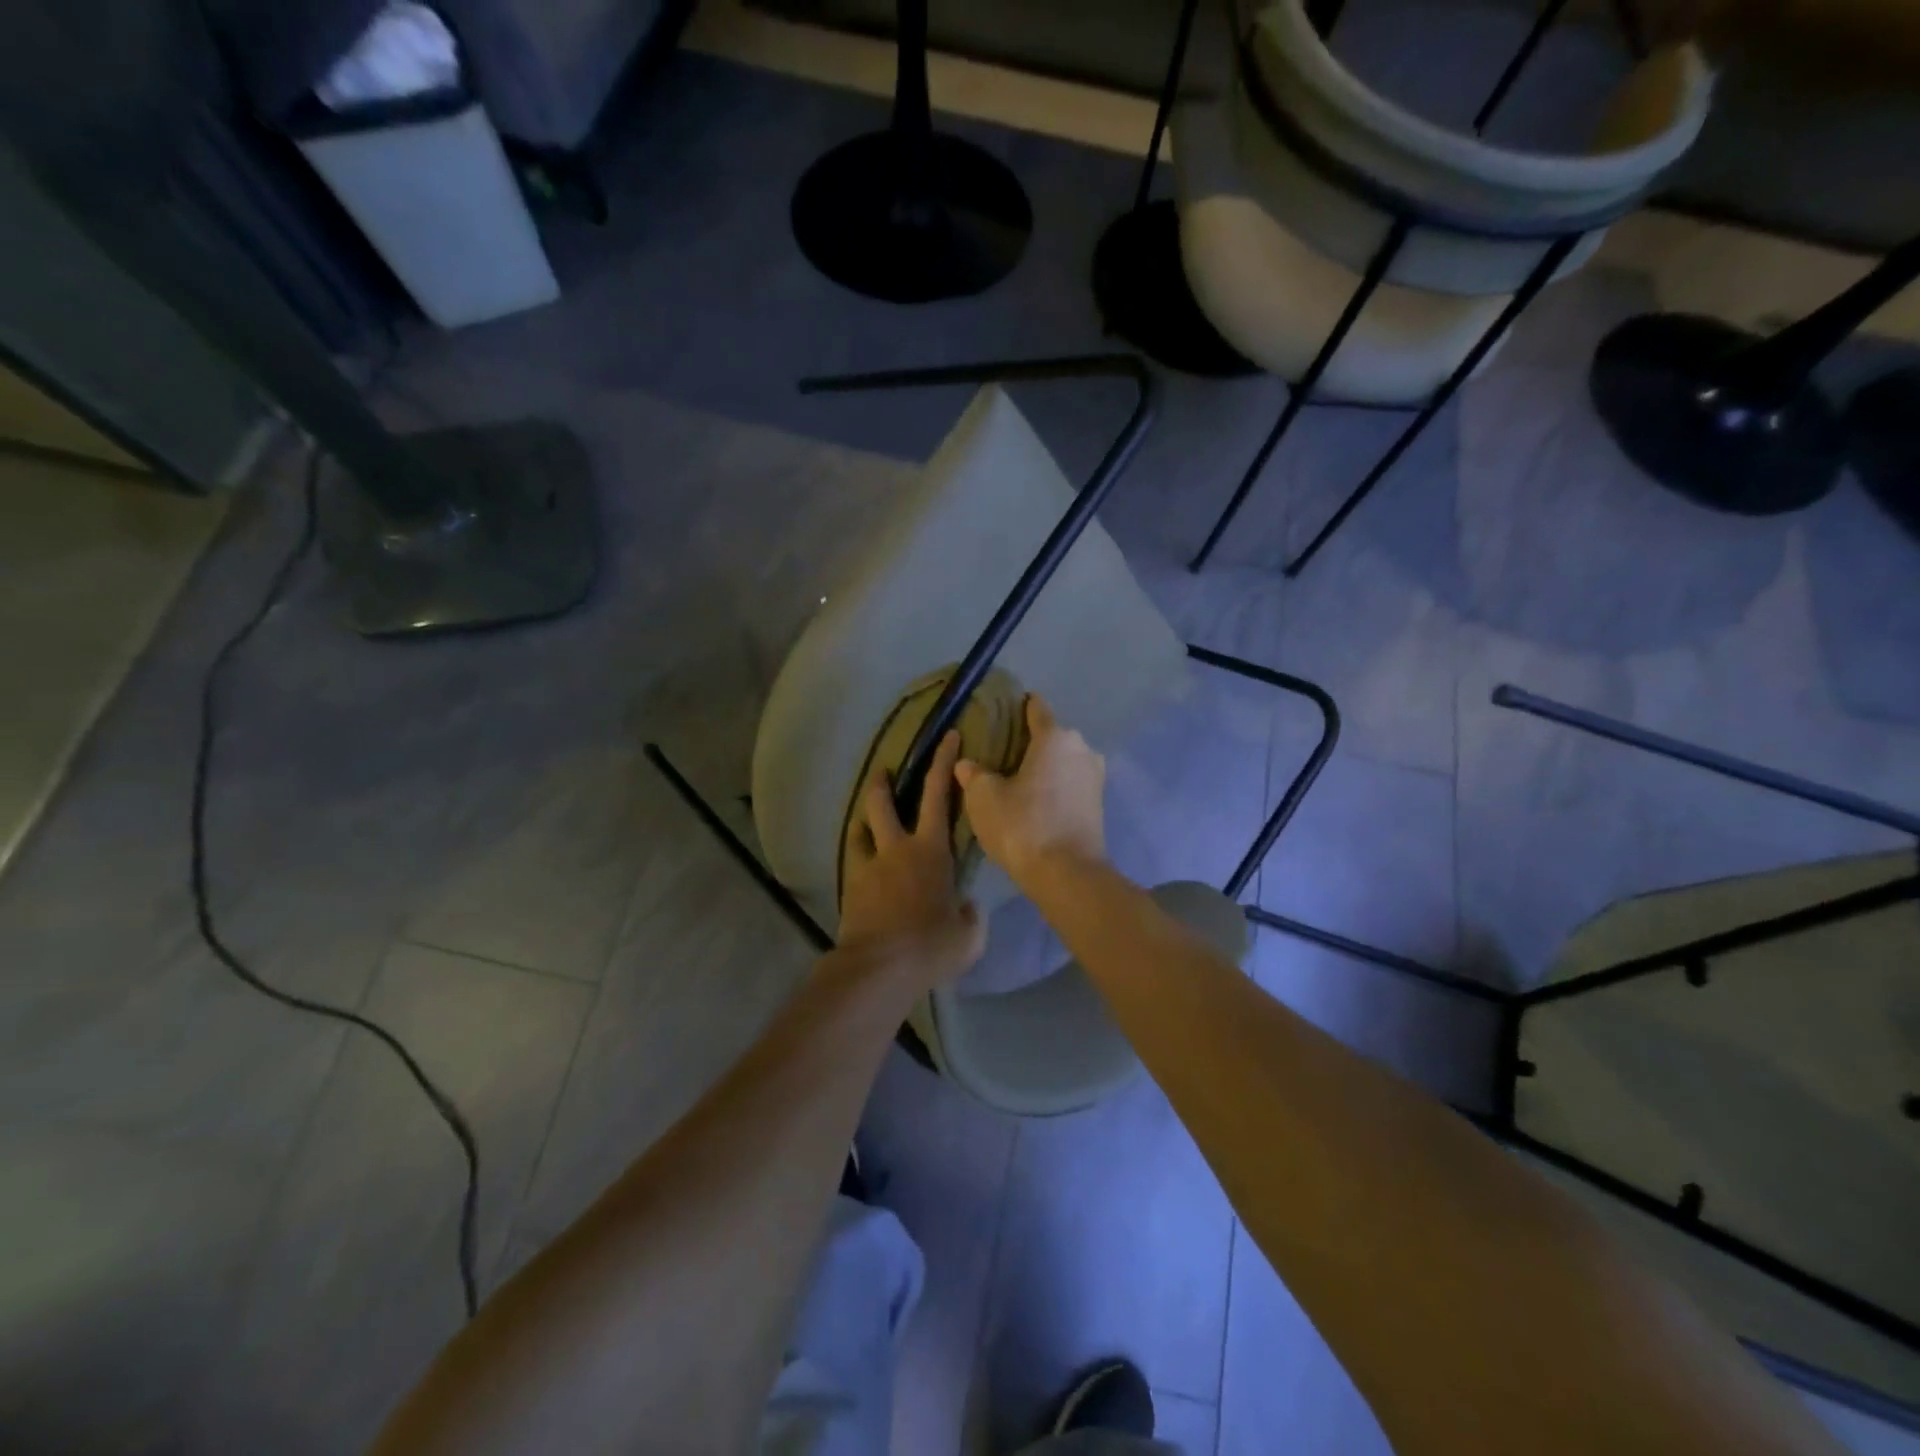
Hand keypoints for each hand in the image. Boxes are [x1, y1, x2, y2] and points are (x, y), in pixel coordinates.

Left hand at [837, 730, 985, 987]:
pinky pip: (853, 862)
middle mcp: (896, 849)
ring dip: (864, 818)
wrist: (879, 967)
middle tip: (885, 770)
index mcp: (931, 851)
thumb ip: (970, 915)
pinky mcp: (850, 888)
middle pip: (883, 802)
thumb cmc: (931, 945)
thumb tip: (965, 906)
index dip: (943, 762)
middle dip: (885, 781)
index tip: (948, 737)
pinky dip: (859, 856)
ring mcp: (868, 867)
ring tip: (867, 819)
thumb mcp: (968, 935)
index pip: (938, 795)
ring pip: (860, 829)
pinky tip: (864, 866)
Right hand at [954, 696, 1105, 884]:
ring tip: (1018, 779)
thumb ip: (974, 775)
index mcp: (1055, 737)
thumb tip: (966, 764)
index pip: (1037, 708)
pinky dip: (1055, 786)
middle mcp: (1081, 748)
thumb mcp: (984, 798)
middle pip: (1052, 735)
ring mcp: (1095, 777)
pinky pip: (1071, 783)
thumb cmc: (1023, 826)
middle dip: (1030, 741)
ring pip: (1064, 761)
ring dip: (1045, 766)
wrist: (1067, 875)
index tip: (1004, 710)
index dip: (1020, 707)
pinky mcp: (1099, 804)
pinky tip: (1036, 800)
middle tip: (1002, 753)